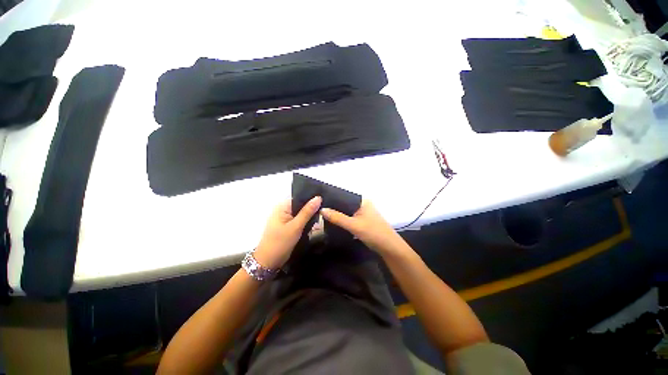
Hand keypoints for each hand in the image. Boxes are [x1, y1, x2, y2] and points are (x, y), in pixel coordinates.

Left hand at [254, 196, 321, 268]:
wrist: (268, 262)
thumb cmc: (280, 243)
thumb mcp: (296, 226)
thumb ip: (307, 212)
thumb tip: (318, 197)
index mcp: (282, 206)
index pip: (299, 197)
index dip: (311, 198)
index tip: (324, 200)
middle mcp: (283, 210)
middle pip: (301, 205)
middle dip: (312, 207)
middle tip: (325, 210)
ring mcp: (285, 218)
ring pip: (301, 213)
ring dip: (310, 215)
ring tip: (323, 215)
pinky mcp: (288, 226)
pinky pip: (299, 220)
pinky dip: (306, 221)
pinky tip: (315, 223)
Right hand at [321, 199, 407, 255]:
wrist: (389, 247)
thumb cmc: (373, 233)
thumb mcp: (354, 225)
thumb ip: (337, 217)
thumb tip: (322, 209)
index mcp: (362, 200)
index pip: (344, 195)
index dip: (332, 197)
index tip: (318, 200)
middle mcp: (362, 204)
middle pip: (344, 203)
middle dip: (333, 206)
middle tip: (317, 208)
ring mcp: (362, 213)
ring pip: (346, 211)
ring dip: (336, 214)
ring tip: (321, 214)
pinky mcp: (361, 221)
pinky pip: (348, 218)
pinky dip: (341, 219)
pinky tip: (331, 221)